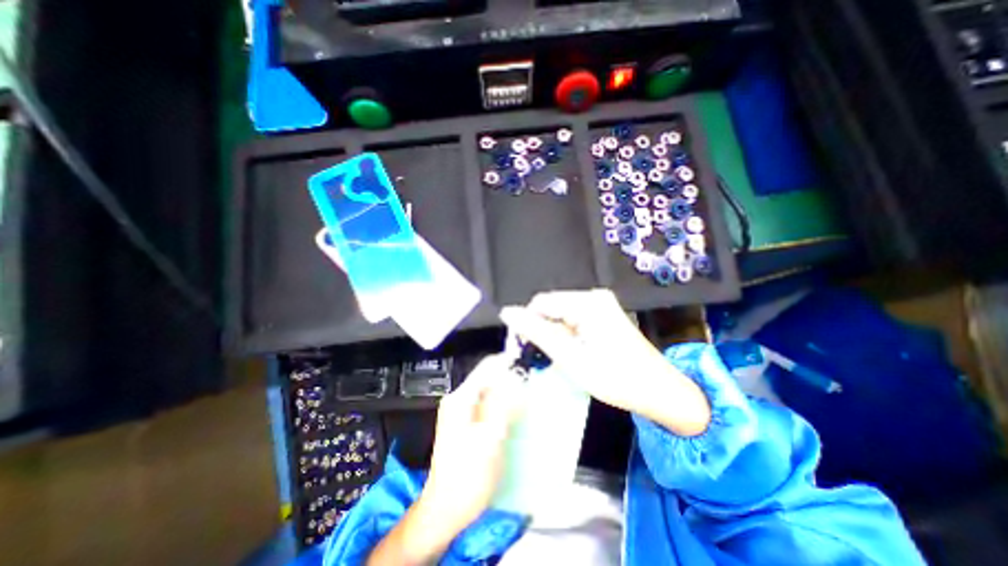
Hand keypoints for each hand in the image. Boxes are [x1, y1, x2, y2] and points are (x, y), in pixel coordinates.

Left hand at [369, 354, 528, 565]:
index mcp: (461, 399)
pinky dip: (503, 406)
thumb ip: (502, 405)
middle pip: (489, 378)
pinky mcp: (467, 424)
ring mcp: (461, 412)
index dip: (509, 365)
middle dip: (511, 380)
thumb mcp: (489, 438)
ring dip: (508, 394)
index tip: (529, 368)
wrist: (447, 509)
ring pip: (491, 392)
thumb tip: (515, 379)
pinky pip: (489, 406)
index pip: (487, 367)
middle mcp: (459, 400)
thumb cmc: (467, 476)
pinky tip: (514, 416)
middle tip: (531, 387)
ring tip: (526, 401)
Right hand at [502, 290, 706, 434]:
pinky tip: (573, 352)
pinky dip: (566, 335)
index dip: (526, 324)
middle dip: (541, 330)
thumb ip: (537, 334)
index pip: (540, 303)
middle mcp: (593, 297)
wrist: (662, 392)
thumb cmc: (617, 379)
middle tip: (544, 358)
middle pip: (551, 307)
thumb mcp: (571, 359)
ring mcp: (600, 304)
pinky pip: (573, 319)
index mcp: (587, 303)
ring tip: (561, 358)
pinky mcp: (603, 314)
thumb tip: (508, 313)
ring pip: (560, 315)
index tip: (523, 350)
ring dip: (553, 335)